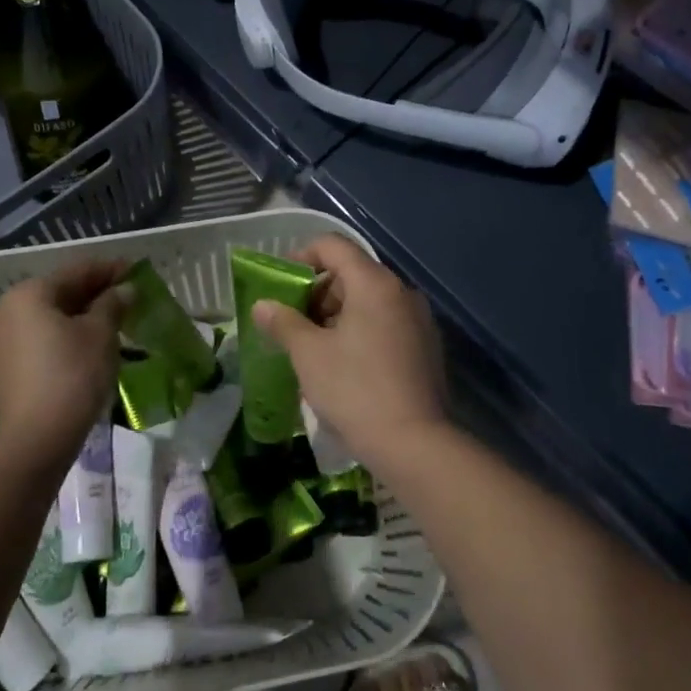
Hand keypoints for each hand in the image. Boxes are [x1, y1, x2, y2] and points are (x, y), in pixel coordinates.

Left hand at [0, 260, 131, 474]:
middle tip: (128, 295)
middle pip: (61, 291)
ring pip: (51, 315)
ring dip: (82, 314)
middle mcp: (10, 309)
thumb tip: (125, 289)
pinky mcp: (7, 364)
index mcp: (31, 293)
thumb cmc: (73, 374)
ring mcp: (4, 338)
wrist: (37, 438)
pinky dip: (67, 333)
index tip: (136, 270)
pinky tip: (90, 342)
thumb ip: (113, 304)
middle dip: (95, 292)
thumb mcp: (101, 334)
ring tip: (114, 319)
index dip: (110, 269)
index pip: (78, 271)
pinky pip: (42, 336)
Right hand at [251, 235, 448, 472]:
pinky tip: (346, 365)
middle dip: (318, 292)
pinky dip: (361, 331)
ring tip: (315, 348)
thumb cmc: (355, 390)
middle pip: (353, 273)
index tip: (282, 284)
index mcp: (374, 283)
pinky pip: (387, 323)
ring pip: (370, 300)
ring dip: (338, 314)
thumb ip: (283, 322)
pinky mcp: (426, 346)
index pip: (333, 246)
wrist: (415, 444)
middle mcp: (401, 292)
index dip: (302, 256)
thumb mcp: (309, 355)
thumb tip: (263, 305)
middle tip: (294, 324)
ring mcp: (419, 319)